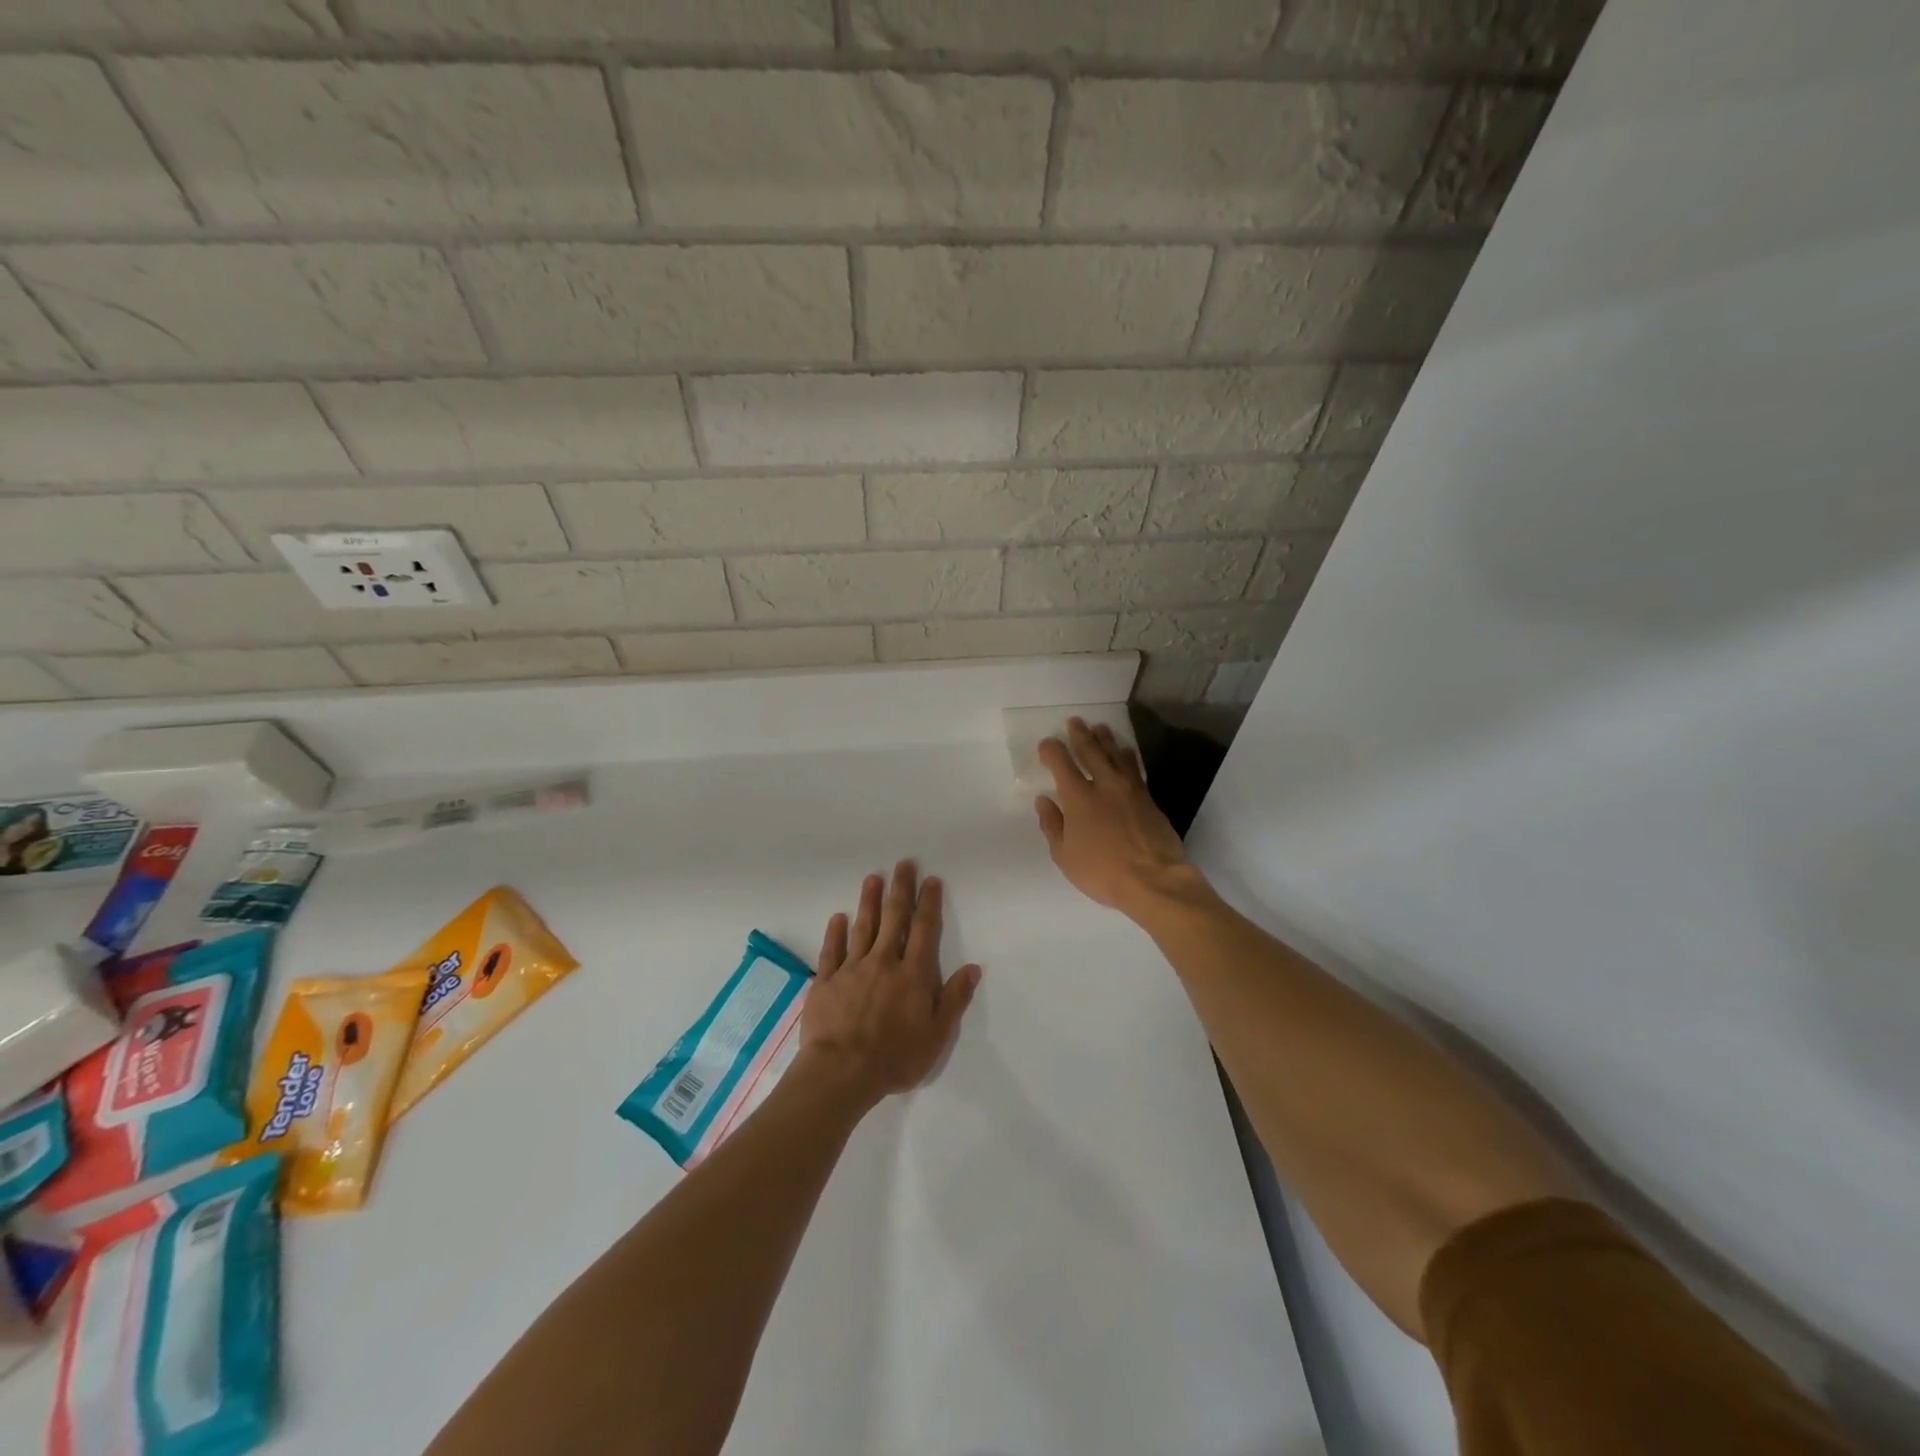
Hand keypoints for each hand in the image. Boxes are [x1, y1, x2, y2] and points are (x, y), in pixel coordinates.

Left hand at [797, 861, 980, 1108]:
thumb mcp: (936, 1036)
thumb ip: (954, 999)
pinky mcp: (827, 981)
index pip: (924, 930)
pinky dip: (835, 932)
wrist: (841, 1072)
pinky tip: (838, 917)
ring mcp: (852, 969)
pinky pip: (832, 950)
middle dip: (900, 890)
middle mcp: (884, 962)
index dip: (929, 903)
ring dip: (869, 901)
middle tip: (903, 864)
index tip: (931, 880)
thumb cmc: (895, 1058)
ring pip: (863, 927)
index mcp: (913, 975)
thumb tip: (972, 968)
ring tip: (873, 878)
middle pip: (894, 919)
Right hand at [1035, 718, 1204, 917]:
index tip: (1047, 744)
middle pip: (1091, 751)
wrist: (1154, 879)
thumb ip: (1052, 825)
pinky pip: (1135, 768)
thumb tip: (1044, 801)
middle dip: (1080, 734)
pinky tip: (1125, 751)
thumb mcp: (1065, 855)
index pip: (1061, 764)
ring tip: (1100, 728)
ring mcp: (1130, 789)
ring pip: (1116, 755)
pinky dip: (1127, 756)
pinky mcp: (1149, 799)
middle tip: (1075, 721)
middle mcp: (1105, 785)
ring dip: (1106, 739)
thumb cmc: (1102, 871)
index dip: (1052, 750)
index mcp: (1079, 797)